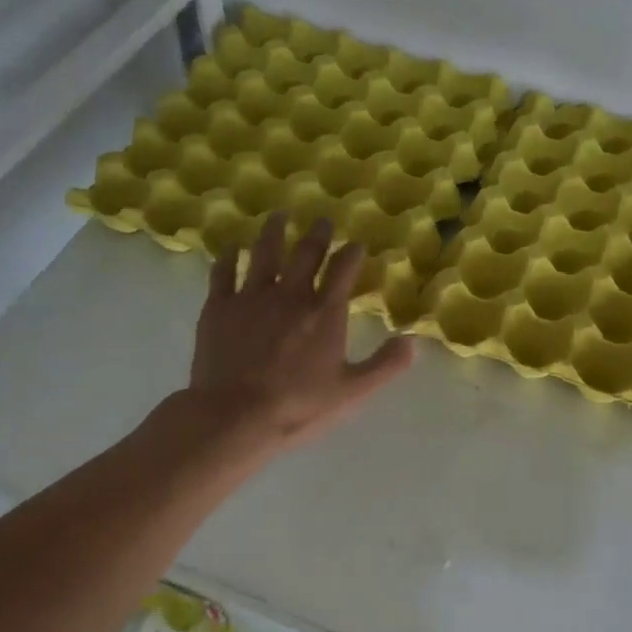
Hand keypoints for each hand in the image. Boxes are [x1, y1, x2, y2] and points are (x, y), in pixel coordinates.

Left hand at [187, 213, 414, 451]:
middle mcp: (290, 294)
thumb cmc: (298, 407)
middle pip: (306, 253)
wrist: (235, 416)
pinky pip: (224, 272)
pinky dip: (229, 256)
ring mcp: (251, 297)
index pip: (343, 270)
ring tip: (278, 215)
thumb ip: (385, 365)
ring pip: (264, 252)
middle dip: (317, 234)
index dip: (352, 253)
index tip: (356, 243)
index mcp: (324, 312)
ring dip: (274, 231)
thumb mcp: (352, 392)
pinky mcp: (219, 307)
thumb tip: (412, 341)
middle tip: (322, 220)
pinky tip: (232, 246)